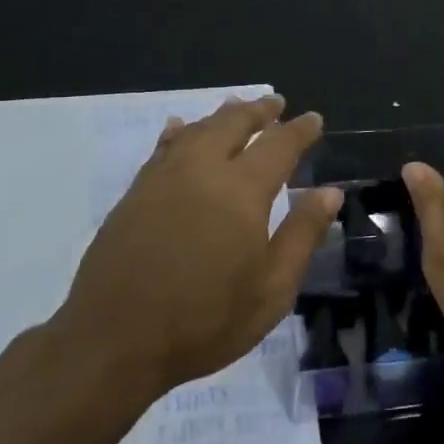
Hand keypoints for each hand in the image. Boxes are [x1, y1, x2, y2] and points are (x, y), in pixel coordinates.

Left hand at [44, 95, 342, 402]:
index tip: (313, 119)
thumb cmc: (205, 320)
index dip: (299, 130)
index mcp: (242, 190)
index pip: (278, 145)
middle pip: (233, 123)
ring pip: (197, 130)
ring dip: (221, 115)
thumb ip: (302, 235)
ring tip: (236, 107)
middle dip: (258, 111)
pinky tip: (179, 128)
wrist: (115, 340)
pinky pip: (163, 147)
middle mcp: (202, 170)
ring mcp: (162, 178)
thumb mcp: (271, 289)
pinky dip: (179, 131)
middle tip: (275, 103)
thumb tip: (329, 193)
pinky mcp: (134, 194)